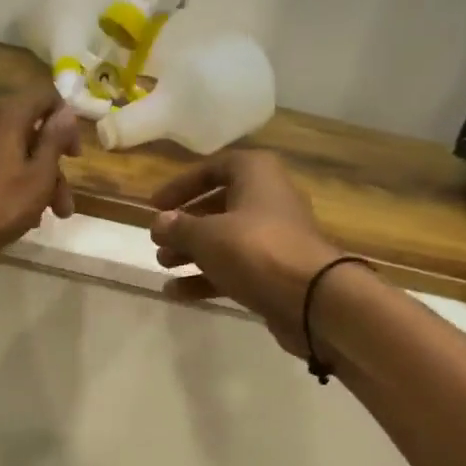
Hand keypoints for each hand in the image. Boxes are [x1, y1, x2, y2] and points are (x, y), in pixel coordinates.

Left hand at [0, 88, 80, 264]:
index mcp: (7, 115)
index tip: (73, 155)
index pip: (44, 96)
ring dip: (36, 179)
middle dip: (53, 166)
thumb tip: (66, 112)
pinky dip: (12, 180)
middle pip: (30, 130)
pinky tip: (21, 212)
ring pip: (13, 151)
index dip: (66, 121)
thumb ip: (54, 141)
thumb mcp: (39, 176)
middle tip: (64, 203)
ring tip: (47, 216)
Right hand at [149, 151, 342, 354]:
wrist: (310, 298)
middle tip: (158, 240)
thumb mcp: (207, 235)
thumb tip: (159, 223)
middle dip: (185, 224)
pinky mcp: (274, 272)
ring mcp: (274, 238)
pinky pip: (234, 268)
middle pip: (219, 206)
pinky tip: (176, 293)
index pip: (214, 168)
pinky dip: (206, 278)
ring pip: (225, 240)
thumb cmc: (255, 249)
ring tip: (163, 265)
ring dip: (192, 252)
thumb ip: (178, 227)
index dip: (182, 184)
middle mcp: (268, 200)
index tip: (156, 205)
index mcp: (256, 175)